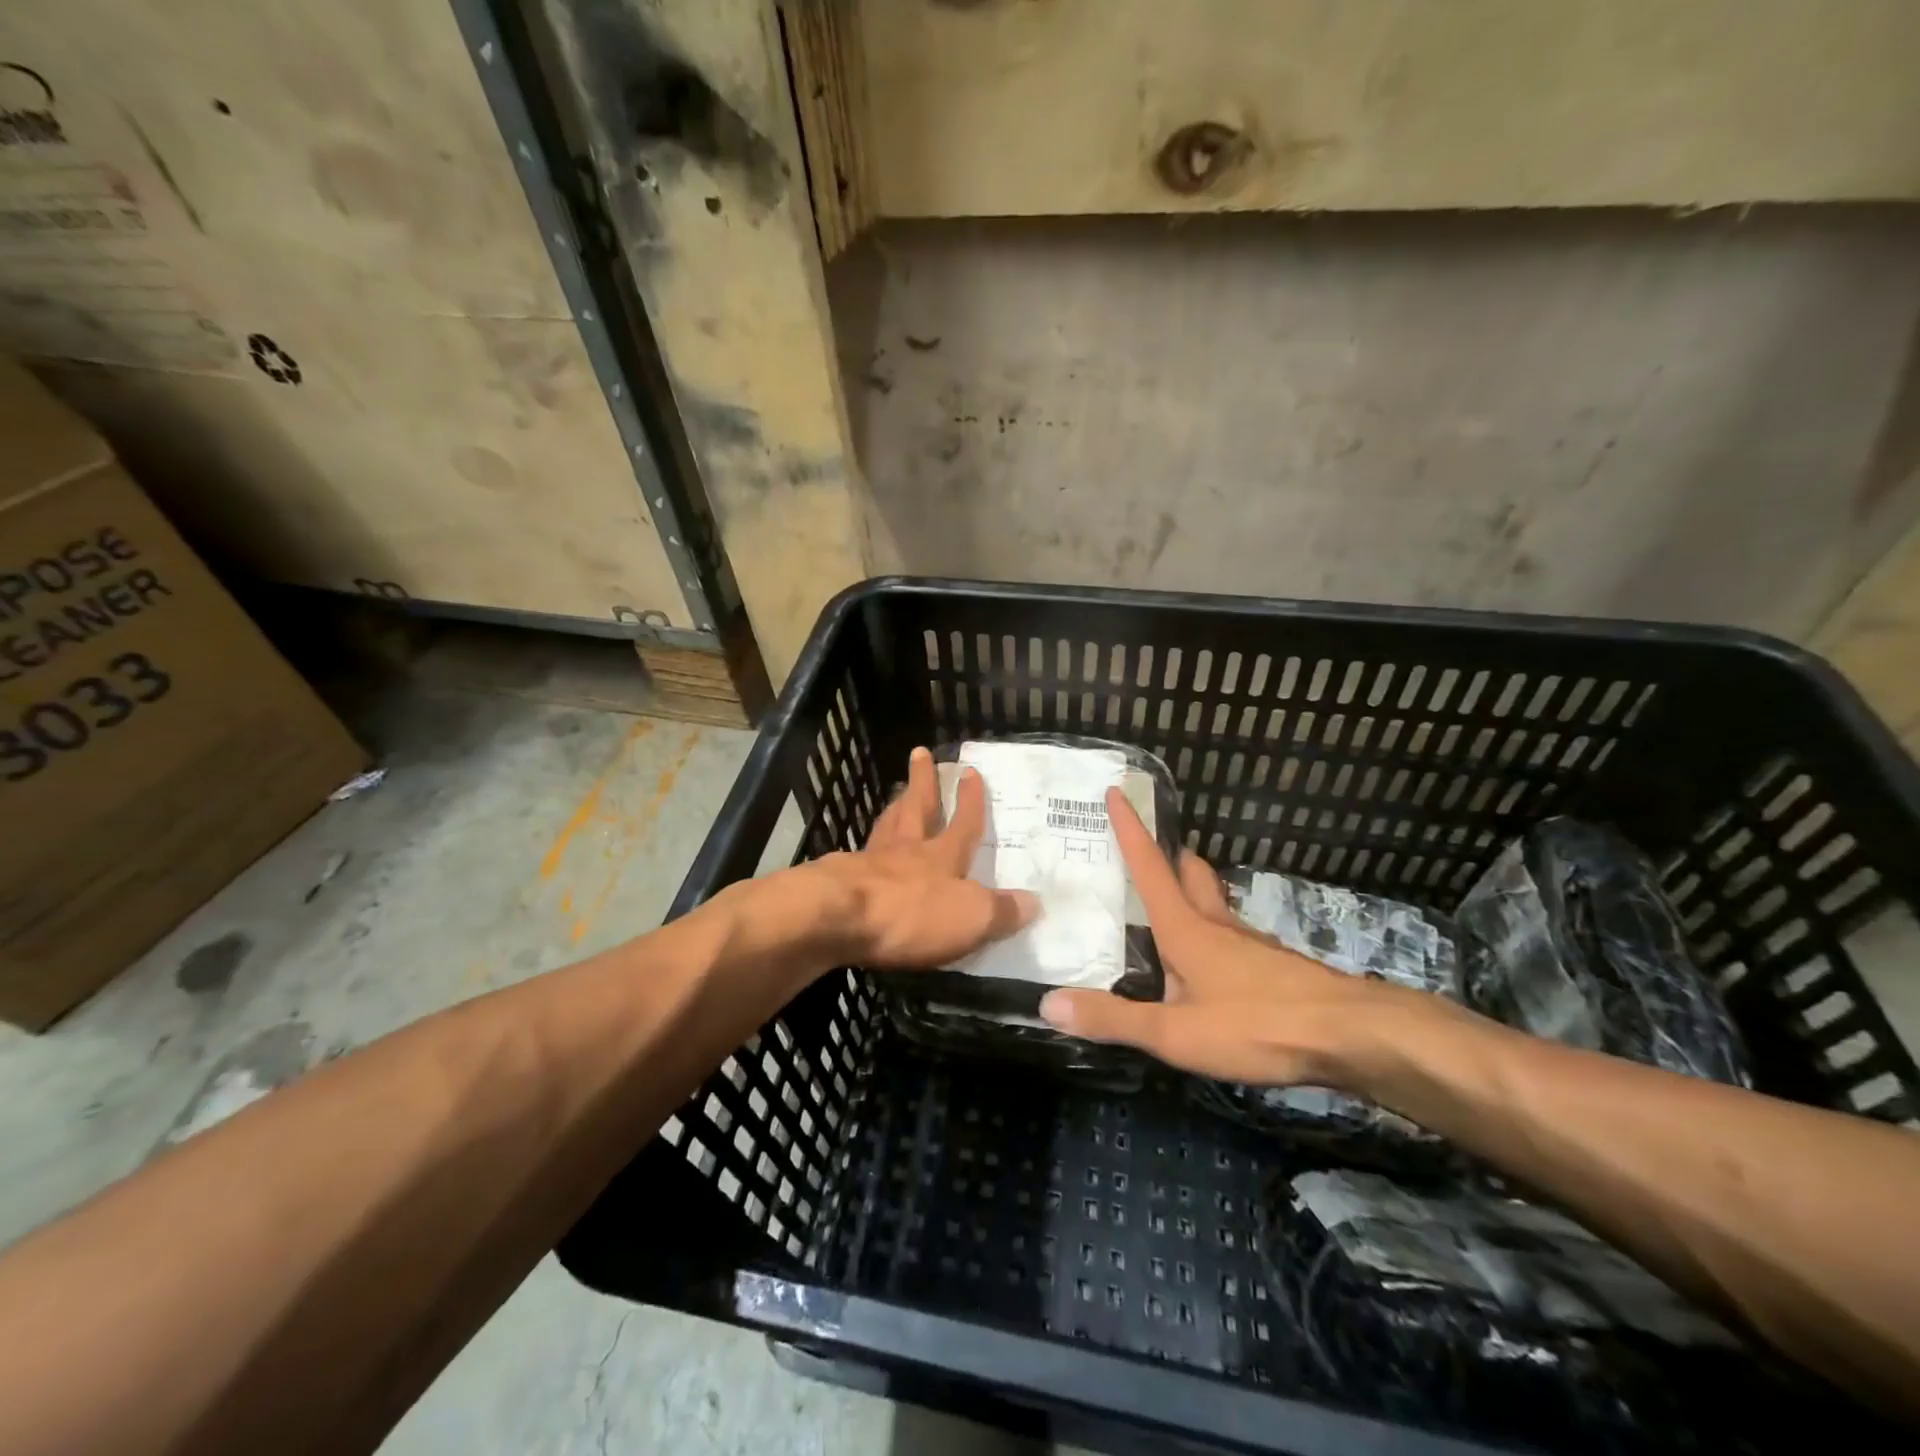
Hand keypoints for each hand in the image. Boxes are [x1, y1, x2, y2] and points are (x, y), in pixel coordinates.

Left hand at [797, 747, 1036, 968]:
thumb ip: (1002, 911)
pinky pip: (859, 855)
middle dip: (923, 782)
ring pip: (886, 826)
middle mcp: (907, 851)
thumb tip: (1034, 902)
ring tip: (897, 794)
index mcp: (942, 856)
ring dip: (894, 807)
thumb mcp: (971, 918)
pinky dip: (866, 847)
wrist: (836, 918)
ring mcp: (870, 862)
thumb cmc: (911, 914)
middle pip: (917, 808)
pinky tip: (862, 852)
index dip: (971, 800)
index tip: (971, 771)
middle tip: (920, 753)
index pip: (963, 823)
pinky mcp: (840, 880)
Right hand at [1037, 787, 1386, 1086]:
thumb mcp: (1174, 1033)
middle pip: (1190, 873)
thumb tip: (1048, 1003)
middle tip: (1149, 850)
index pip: (1149, 868)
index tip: (1118, 792)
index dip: (1131, 829)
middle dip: (1169, 854)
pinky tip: (1211, 961)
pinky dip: (1212, 929)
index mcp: (1185, 929)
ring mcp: (1249, 943)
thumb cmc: (1256, 1024)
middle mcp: (1216, 924)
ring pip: (1214, 901)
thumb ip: (1113, 1019)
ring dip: (1192, 890)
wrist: (1351, 1036)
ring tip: (1171, 904)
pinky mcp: (1273, 965)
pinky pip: (1232, 933)